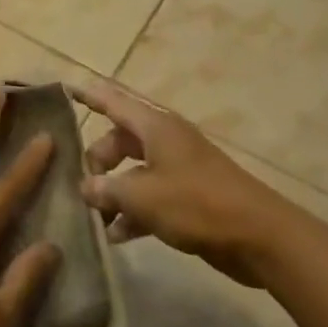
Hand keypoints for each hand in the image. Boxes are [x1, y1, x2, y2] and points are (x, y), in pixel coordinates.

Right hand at [71, 78, 288, 285]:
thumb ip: (106, 189)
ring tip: (95, 217)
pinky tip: (117, 236)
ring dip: (114, 191)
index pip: (113, 101)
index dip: (90, 96)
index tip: (66, 88)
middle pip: (120, 139)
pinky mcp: (189, 196)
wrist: (260, 237)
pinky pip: (151, 196)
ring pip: (134, 170)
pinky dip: (134, 211)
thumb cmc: (197, 204)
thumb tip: (86, 188)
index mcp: (155, 127)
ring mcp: (179, 168)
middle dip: (99, 159)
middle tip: (83, 185)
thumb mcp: (142, 196)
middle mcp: (166, 140)